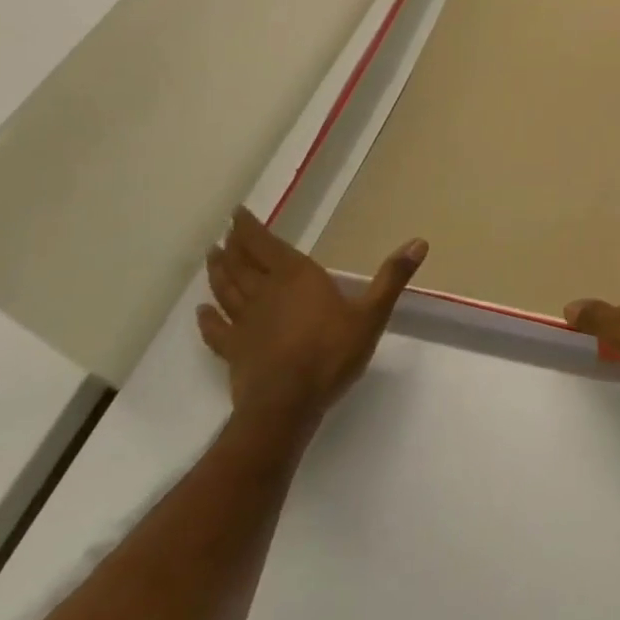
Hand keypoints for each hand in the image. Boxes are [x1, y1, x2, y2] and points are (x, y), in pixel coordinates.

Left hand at [198, 207, 426, 441]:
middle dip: (233, 246)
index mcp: (296, 278)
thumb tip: (420, 241)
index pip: (266, 245)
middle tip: (224, 233)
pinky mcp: (234, 351)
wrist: (286, 405)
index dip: (250, 228)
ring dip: (218, 273)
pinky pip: (216, 330)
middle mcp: (265, 293)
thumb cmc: (331, 354)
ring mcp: (245, 323)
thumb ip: (392, 278)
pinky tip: (200, 313)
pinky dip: (206, 319)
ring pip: (225, 291)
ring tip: (211, 257)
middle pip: (242, 264)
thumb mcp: (371, 314)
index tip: (236, 213)